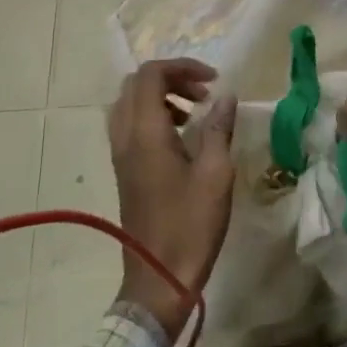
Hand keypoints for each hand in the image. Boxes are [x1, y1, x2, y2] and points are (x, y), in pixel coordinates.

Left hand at [107, 59, 236, 341]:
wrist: (158, 279)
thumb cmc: (190, 226)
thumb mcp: (215, 174)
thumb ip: (218, 129)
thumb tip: (226, 96)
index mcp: (145, 133)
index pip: (151, 75)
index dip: (182, 67)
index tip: (213, 80)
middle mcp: (125, 137)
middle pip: (136, 84)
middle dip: (171, 78)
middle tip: (204, 92)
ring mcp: (120, 156)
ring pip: (130, 105)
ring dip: (161, 97)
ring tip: (196, 112)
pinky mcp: (124, 171)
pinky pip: (131, 126)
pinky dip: (154, 116)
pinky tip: (182, 137)